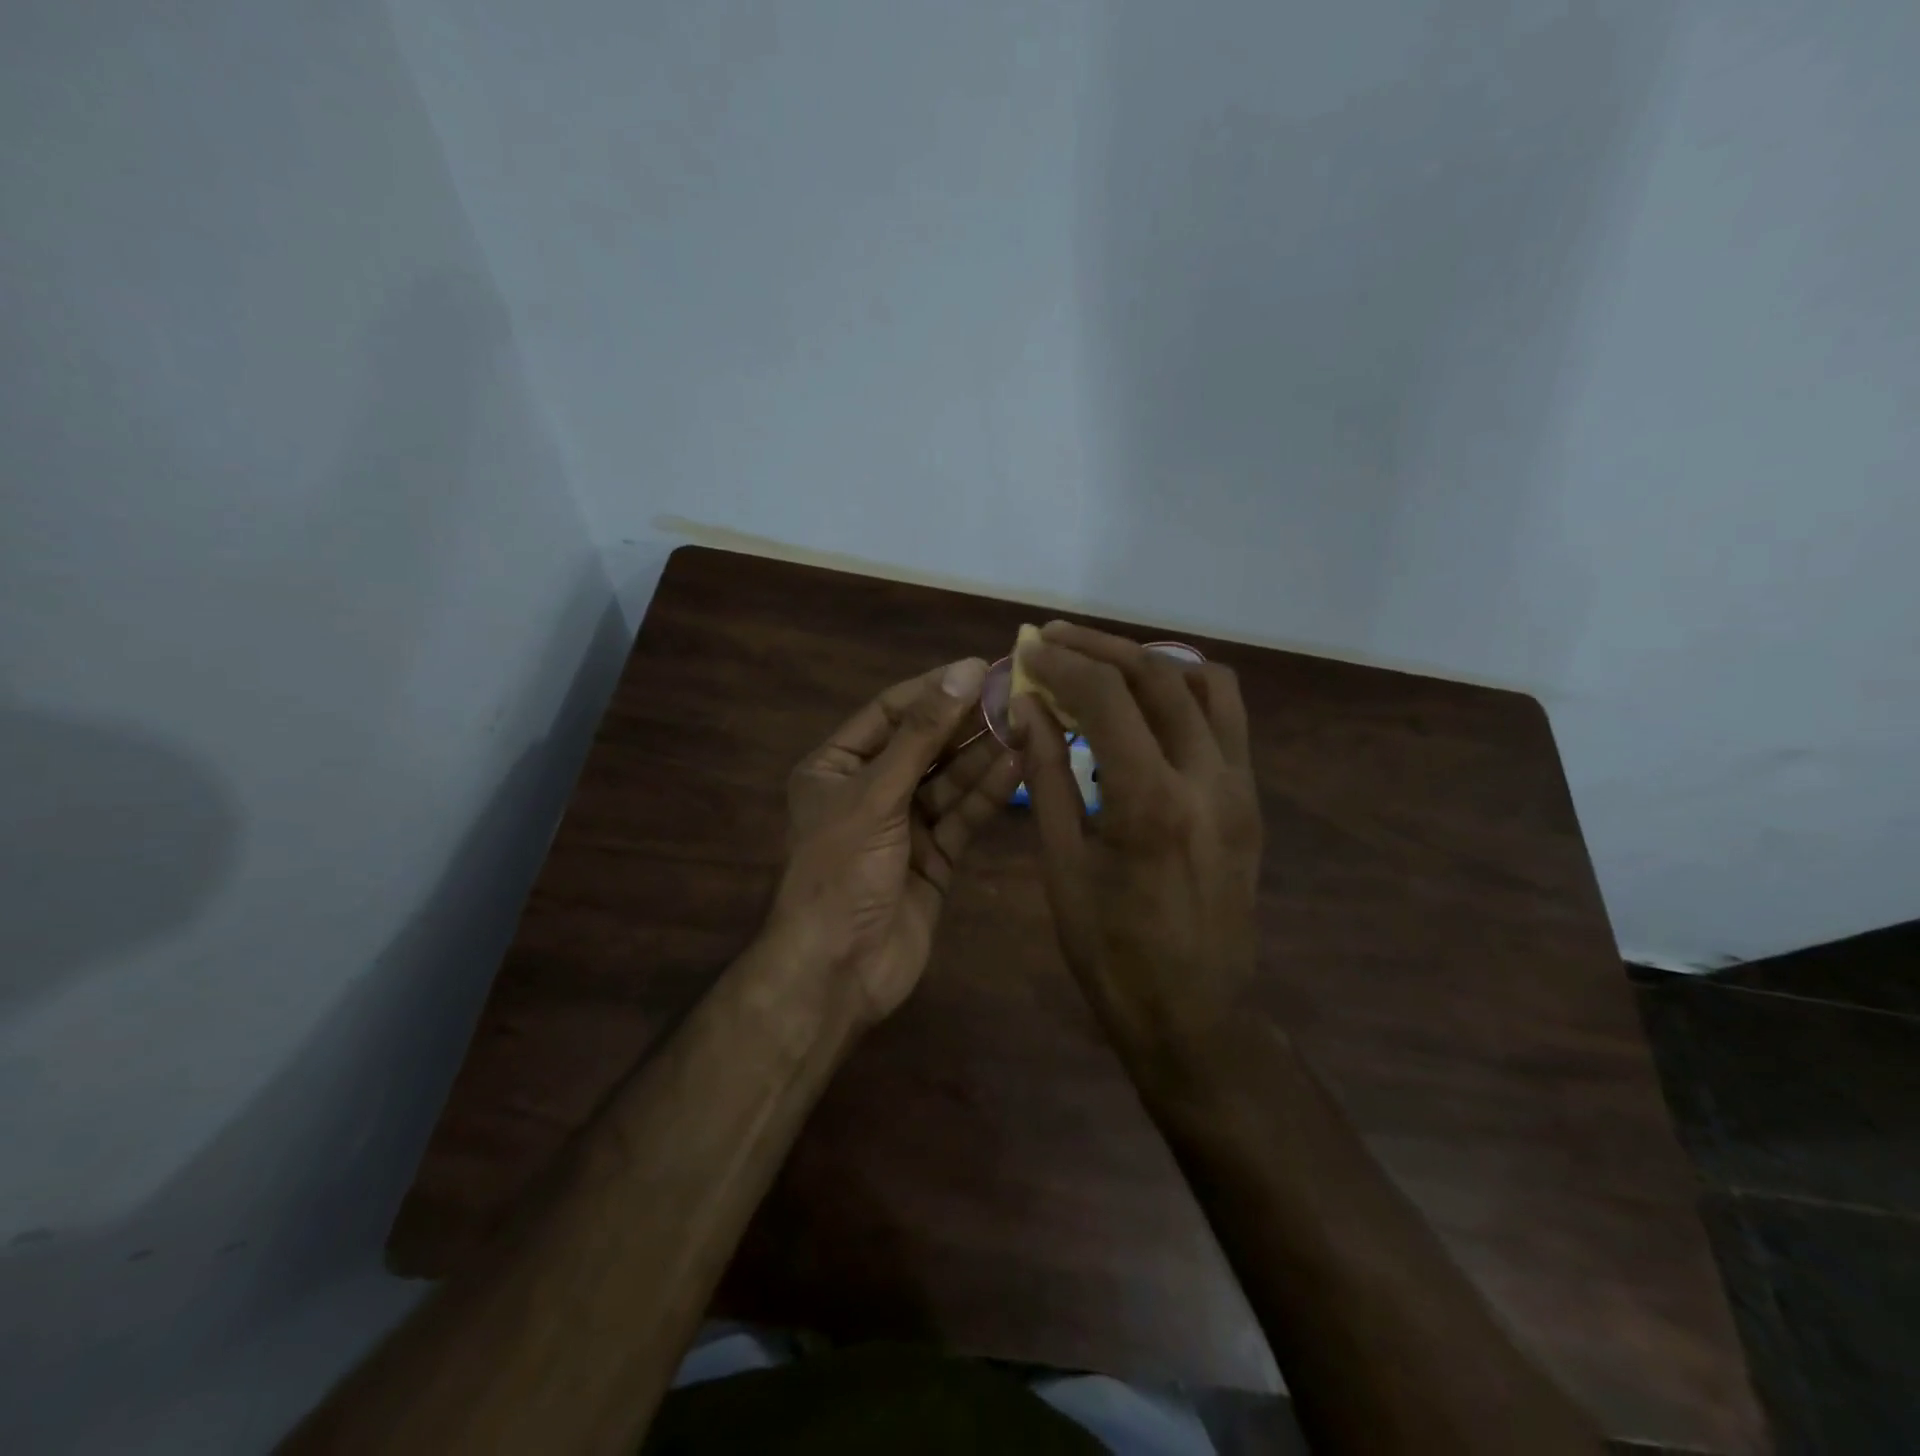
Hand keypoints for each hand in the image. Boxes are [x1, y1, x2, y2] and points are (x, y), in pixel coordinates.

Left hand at [774, 658, 1023, 1024]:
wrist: (838, 970)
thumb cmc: (841, 870)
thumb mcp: (875, 794)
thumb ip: (921, 735)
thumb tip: (962, 673)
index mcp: (836, 767)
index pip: (889, 712)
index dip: (933, 690)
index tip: (978, 668)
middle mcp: (870, 791)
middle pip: (925, 745)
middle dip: (966, 722)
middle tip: (1015, 694)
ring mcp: (904, 826)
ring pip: (950, 781)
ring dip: (984, 755)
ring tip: (1027, 723)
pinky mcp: (935, 858)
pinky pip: (963, 816)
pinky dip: (989, 793)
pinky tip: (1019, 765)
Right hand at [1012, 623, 1262, 1070]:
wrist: (1195, 1014)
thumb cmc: (1111, 952)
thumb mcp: (1062, 865)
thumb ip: (1047, 776)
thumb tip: (1028, 708)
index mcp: (1149, 801)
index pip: (1108, 697)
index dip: (1063, 663)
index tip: (1029, 649)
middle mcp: (1205, 779)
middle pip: (1158, 676)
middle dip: (1100, 647)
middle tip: (1055, 639)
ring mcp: (1239, 787)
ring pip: (1207, 684)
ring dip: (1150, 661)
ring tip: (1103, 664)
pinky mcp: (1250, 799)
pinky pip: (1226, 719)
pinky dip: (1185, 691)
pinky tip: (1147, 704)